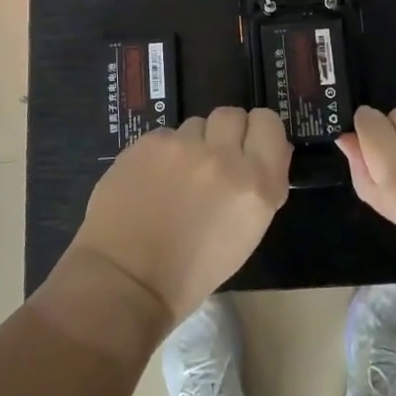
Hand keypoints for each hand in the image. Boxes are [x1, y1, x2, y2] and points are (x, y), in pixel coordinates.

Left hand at [71, 108, 290, 329]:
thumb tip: (267, 151)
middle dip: (225, 134)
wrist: (126, 280)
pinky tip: (150, 181)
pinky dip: (162, 153)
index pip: (269, 123)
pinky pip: (165, 135)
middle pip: (233, 115)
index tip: (248, 148)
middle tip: (211, 162)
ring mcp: (184, 147)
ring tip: (176, 178)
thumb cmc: (192, 271)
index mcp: (257, 186)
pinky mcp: (149, 143)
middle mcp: (225, 158)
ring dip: (192, 144)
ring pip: (197, 124)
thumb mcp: (245, 232)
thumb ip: (260, 186)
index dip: (258, 133)